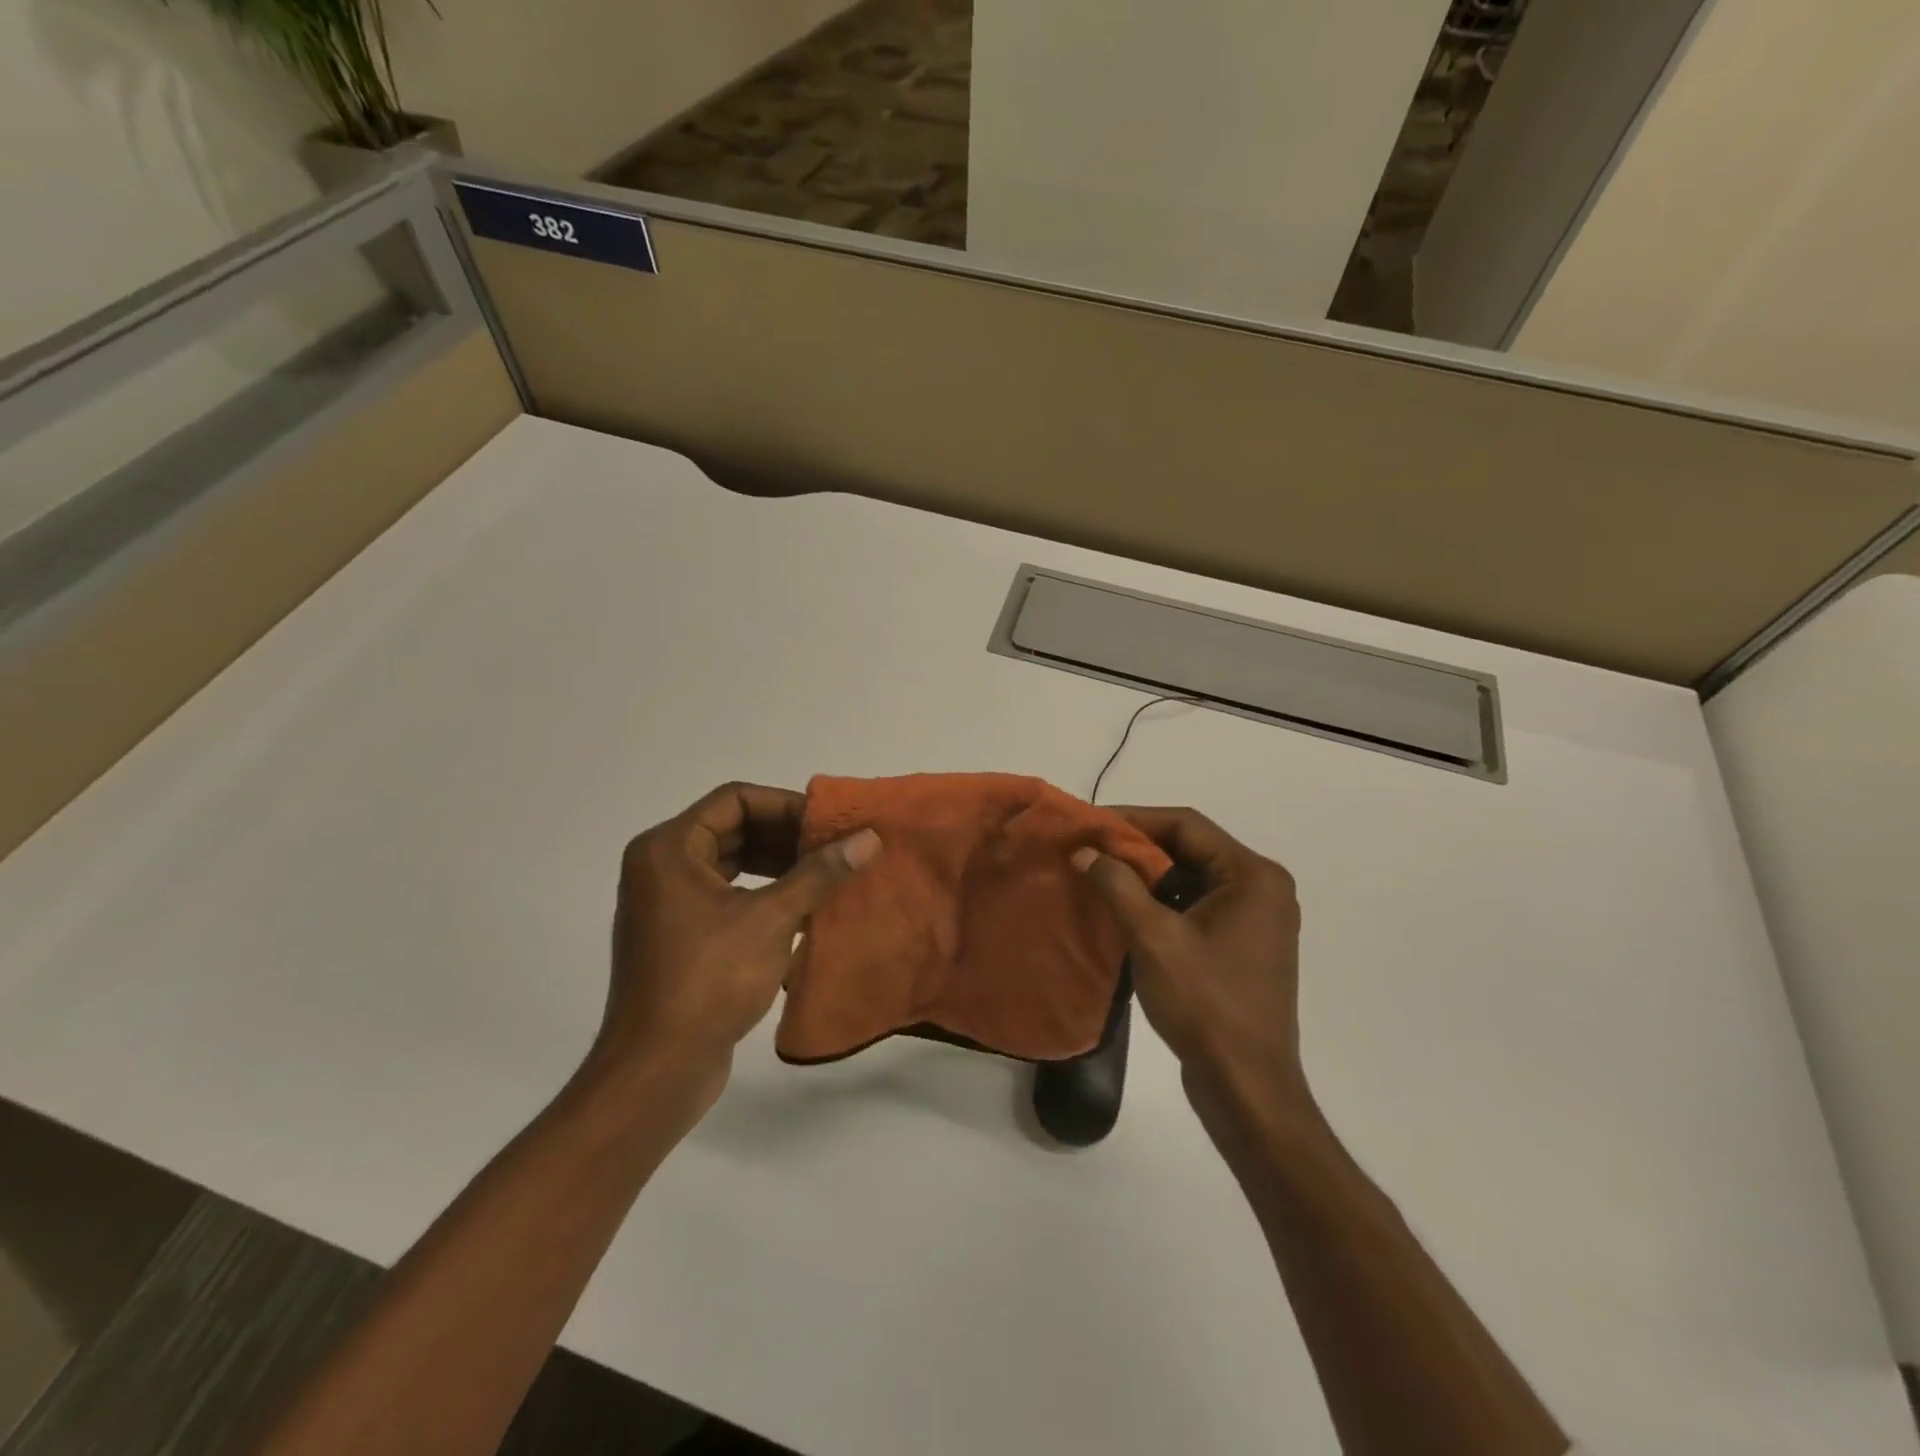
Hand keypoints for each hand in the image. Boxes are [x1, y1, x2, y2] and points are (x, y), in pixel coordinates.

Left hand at [592, 783, 880, 1108]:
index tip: (829, 824)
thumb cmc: (708, 980)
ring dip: (779, 865)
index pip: (735, 800)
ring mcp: (668, 904)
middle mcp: (661, 867)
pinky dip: (764, 894)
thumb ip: (819, 874)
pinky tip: (803, 909)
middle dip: (786, 836)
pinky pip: (727, 896)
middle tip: (835, 847)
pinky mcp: (680, 937)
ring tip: (826, 874)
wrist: (657, 1070)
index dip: (786, 805)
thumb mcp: (771, 919)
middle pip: (733, 829)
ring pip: (732, 864)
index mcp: (668, 849)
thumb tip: (869, 838)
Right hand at [1072, 808, 1307, 1121]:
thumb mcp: (1153, 937)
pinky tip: (1126, 913)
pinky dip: (1163, 904)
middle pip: (1191, 849)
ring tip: (1100, 878)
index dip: (1135, 820)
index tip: (1091, 825)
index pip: (1186, 825)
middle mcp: (1262, 888)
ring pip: (1192, 879)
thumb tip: (1085, 852)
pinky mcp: (1243, 946)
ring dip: (1147, 878)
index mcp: (1253, 876)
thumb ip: (1117, 886)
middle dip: (1138, 850)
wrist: (1246, 1087)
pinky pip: (1198, 907)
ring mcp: (1256, 920)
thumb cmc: (1205, 1004)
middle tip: (1090, 851)